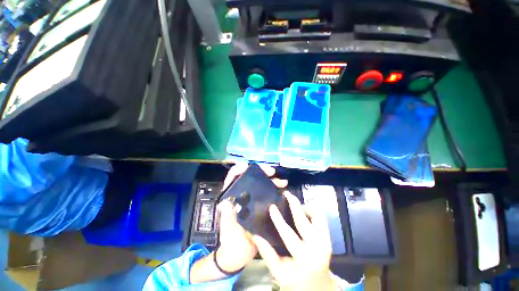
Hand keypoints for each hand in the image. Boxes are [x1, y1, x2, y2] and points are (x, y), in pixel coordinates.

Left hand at [217, 163, 287, 272]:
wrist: (240, 253)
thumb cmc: (230, 240)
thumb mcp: (227, 229)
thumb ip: (227, 217)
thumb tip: (228, 203)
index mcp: (232, 196)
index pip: (233, 177)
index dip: (239, 169)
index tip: (248, 166)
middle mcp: (243, 194)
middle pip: (250, 177)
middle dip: (261, 172)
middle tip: (271, 172)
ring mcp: (253, 199)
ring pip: (261, 184)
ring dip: (271, 180)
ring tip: (281, 181)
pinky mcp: (261, 205)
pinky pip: (268, 193)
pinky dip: (275, 189)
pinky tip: (283, 188)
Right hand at [251, 192, 336, 290]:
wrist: (319, 287)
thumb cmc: (297, 282)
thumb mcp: (279, 273)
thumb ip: (267, 254)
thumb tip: (254, 236)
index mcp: (304, 258)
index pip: (288, 234)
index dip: (278, 219)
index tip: (272, 206)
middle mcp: (317, 248)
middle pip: (304, 220)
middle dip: (294, 204)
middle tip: (286, 194)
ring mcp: (325, 241)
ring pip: (317, 215)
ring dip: (305, 207)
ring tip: (295, 206)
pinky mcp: (328, 238)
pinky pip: (321, 218)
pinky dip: (312, 211)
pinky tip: (303, 214)